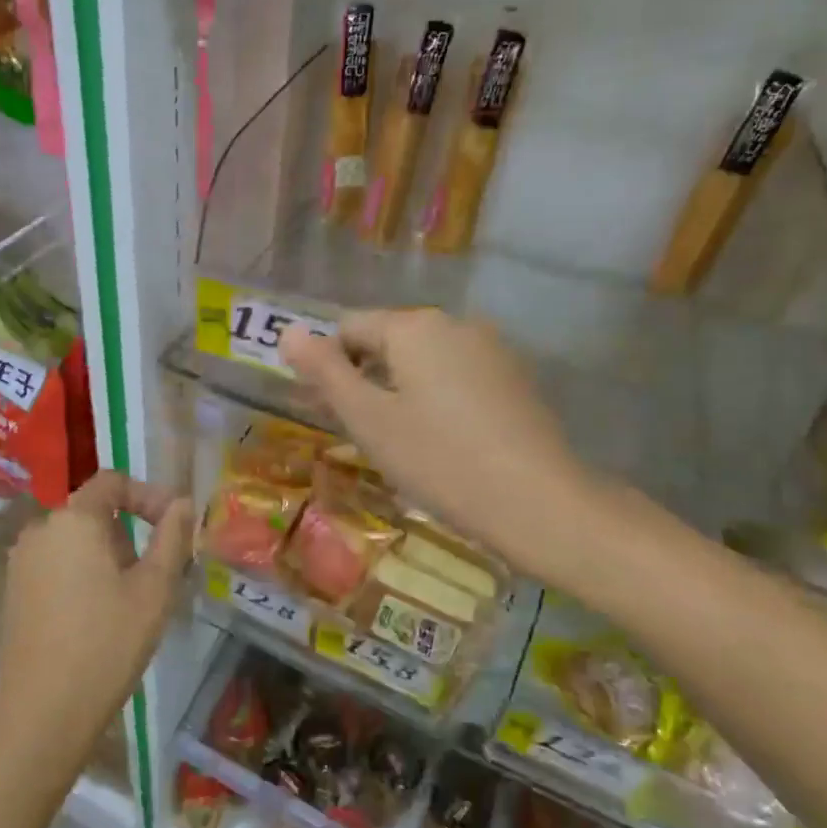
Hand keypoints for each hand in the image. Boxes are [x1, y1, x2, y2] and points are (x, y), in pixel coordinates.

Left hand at [0, 472, 195, 764]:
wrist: (40, 712)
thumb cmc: (106, 644)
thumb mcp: (154, 589)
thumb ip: (172, 537)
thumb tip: (182, 503)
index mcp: (74, 519)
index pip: (112, 482)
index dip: (147, 496)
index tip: (172, 527)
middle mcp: (40, 529)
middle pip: (93, 512)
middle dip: (129, 533)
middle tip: (155, 574)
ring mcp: (21, 561)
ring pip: (74, 540)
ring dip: (106, 556)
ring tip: (130, 600)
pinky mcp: (12, 591)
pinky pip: (55, 564)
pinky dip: (81, 574)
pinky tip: (96, 617)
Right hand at [281, 309, 607, 584]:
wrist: (539, 504)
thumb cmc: (439, 460)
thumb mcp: (368, 418)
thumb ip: (325, 371)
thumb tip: (287, 331)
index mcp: (414, 326)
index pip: (349, 328)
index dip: (328, 366)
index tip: (328, 412)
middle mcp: (455, 324)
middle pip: (388, 341)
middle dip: (364, 378)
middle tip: (360, 433)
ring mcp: (491, 350)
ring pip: (423, 361)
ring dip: (399, 391)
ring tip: (400, 444)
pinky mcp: (514, 379)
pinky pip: (456, 377)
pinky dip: (436, 400)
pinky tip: (442, 443)